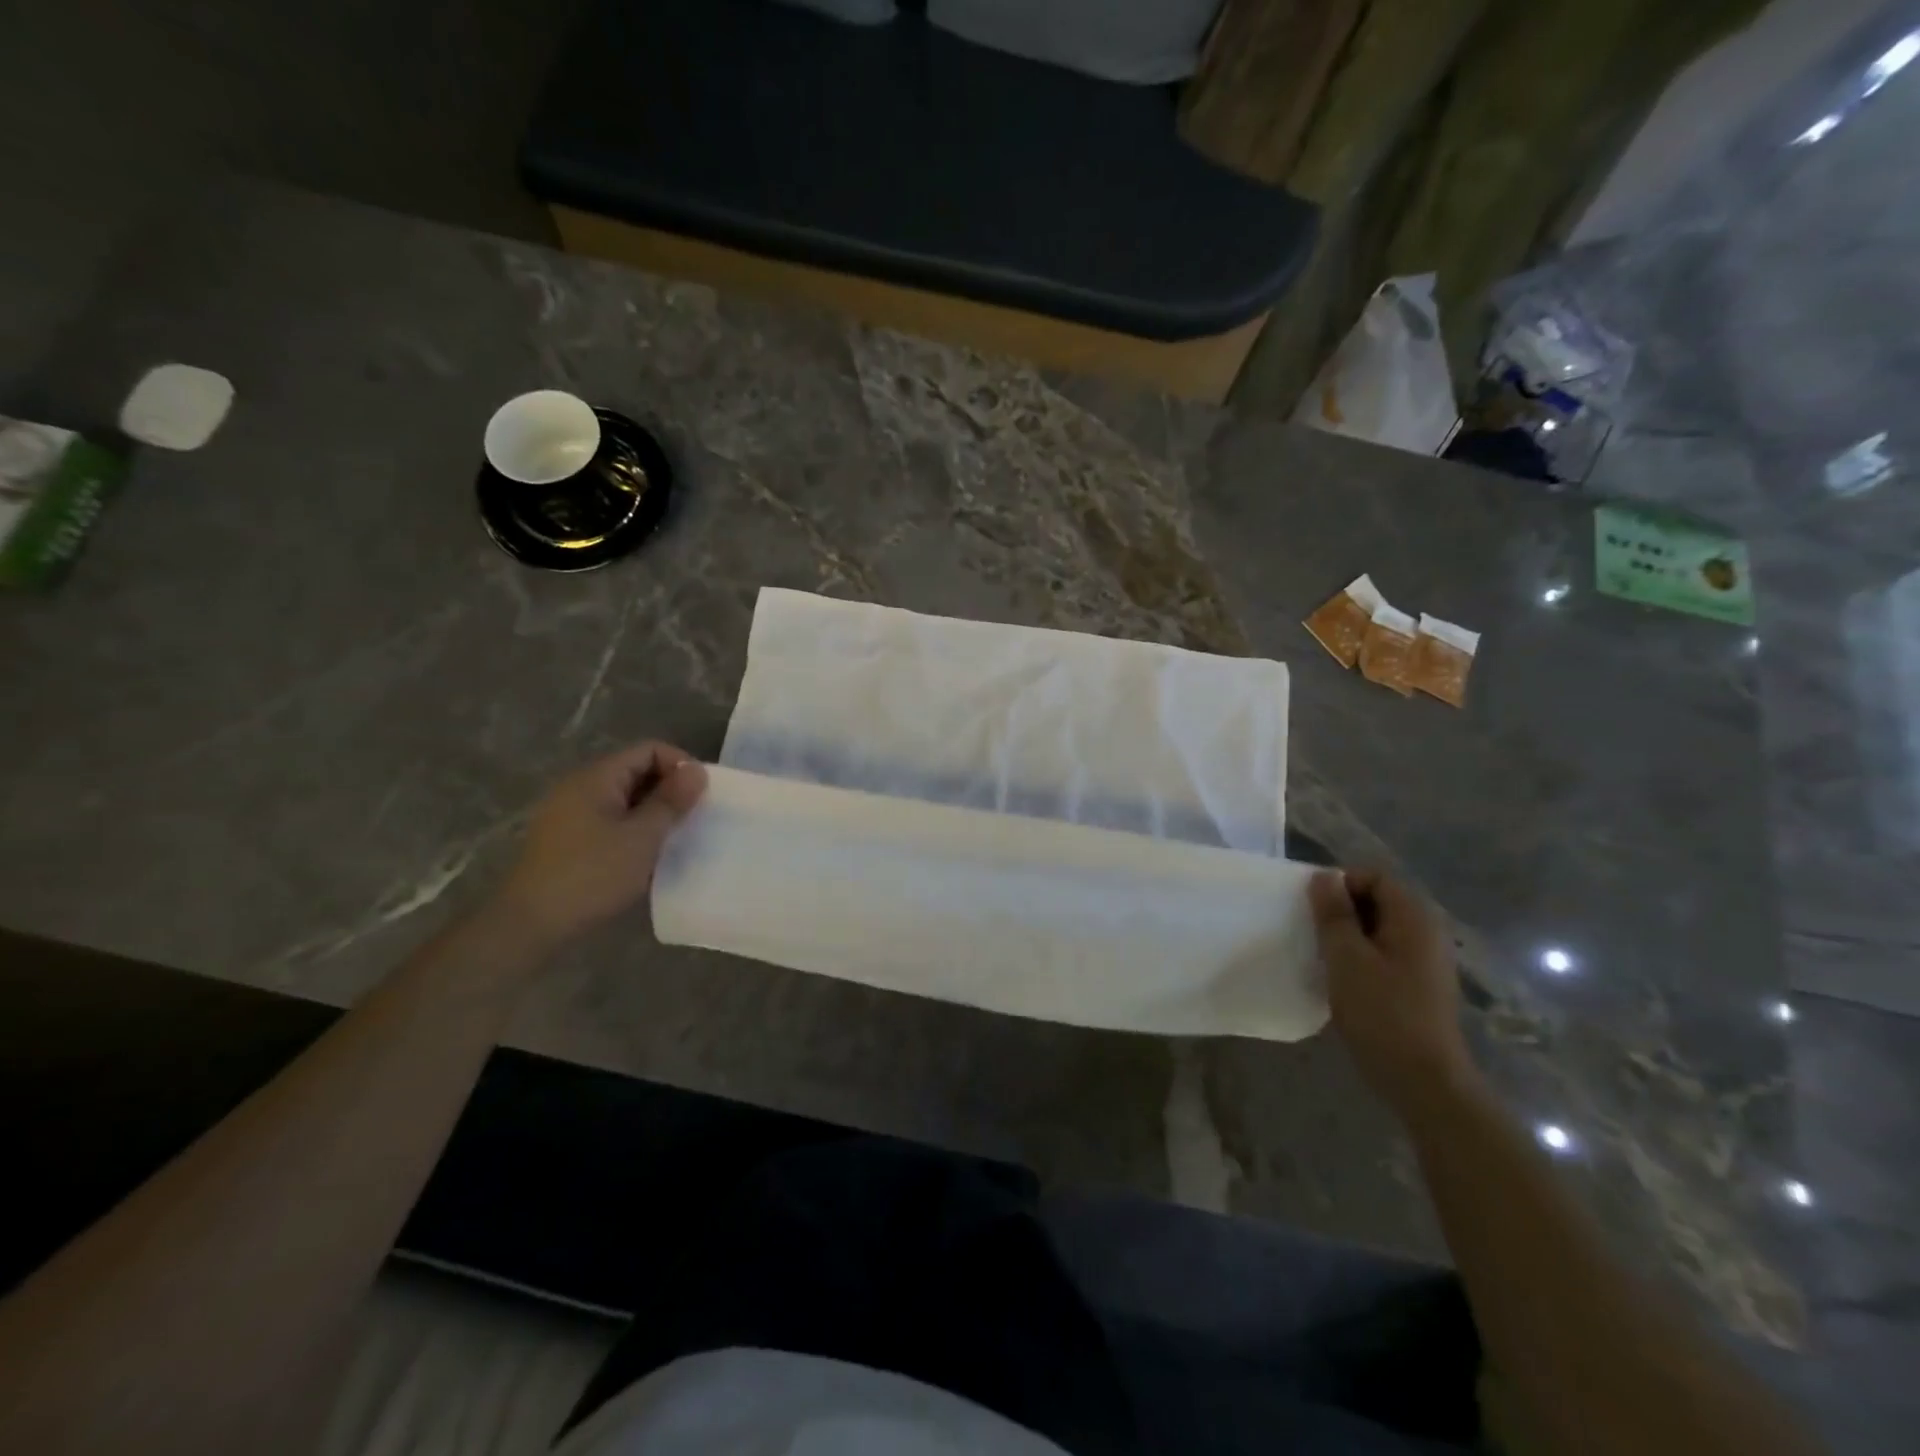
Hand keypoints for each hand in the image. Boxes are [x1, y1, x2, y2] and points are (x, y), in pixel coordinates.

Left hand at [493, 742, 707, 946]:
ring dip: (653, 812)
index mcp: (597, 777)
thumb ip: (671, 801)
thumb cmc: (592, 875)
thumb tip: (697, 770)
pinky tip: (645, 855)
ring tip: (675, 838)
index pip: (649, 749)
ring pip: (624, 798)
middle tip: (694, 818)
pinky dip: (633, 828)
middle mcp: (580, 786)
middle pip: (636, 770)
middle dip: (669, 789)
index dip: (680, 765)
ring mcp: (570, 813)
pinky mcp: (567, 839)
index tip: (701, 796)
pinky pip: (610, 819)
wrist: (530, 924)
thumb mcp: (642, 837)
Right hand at [1309, 869, 1475, 1111]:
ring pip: (1379, 928)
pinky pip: (1386, 953)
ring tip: (1323, 956)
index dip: (1340, 884)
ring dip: (1349, 935)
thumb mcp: (1346, 958)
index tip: (1312, 910)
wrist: (1424, 1082)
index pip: (1374, 876)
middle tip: (1313, 932)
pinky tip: (1344, 980)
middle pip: (1378, 900)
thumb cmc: (1382, 1013)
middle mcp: (1427, 932)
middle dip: (1342, 910)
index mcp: (1414, 918)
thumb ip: (1334, 913)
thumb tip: (1325, 876)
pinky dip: (1362, 956)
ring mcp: (1427, 960)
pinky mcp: (1420, 985)